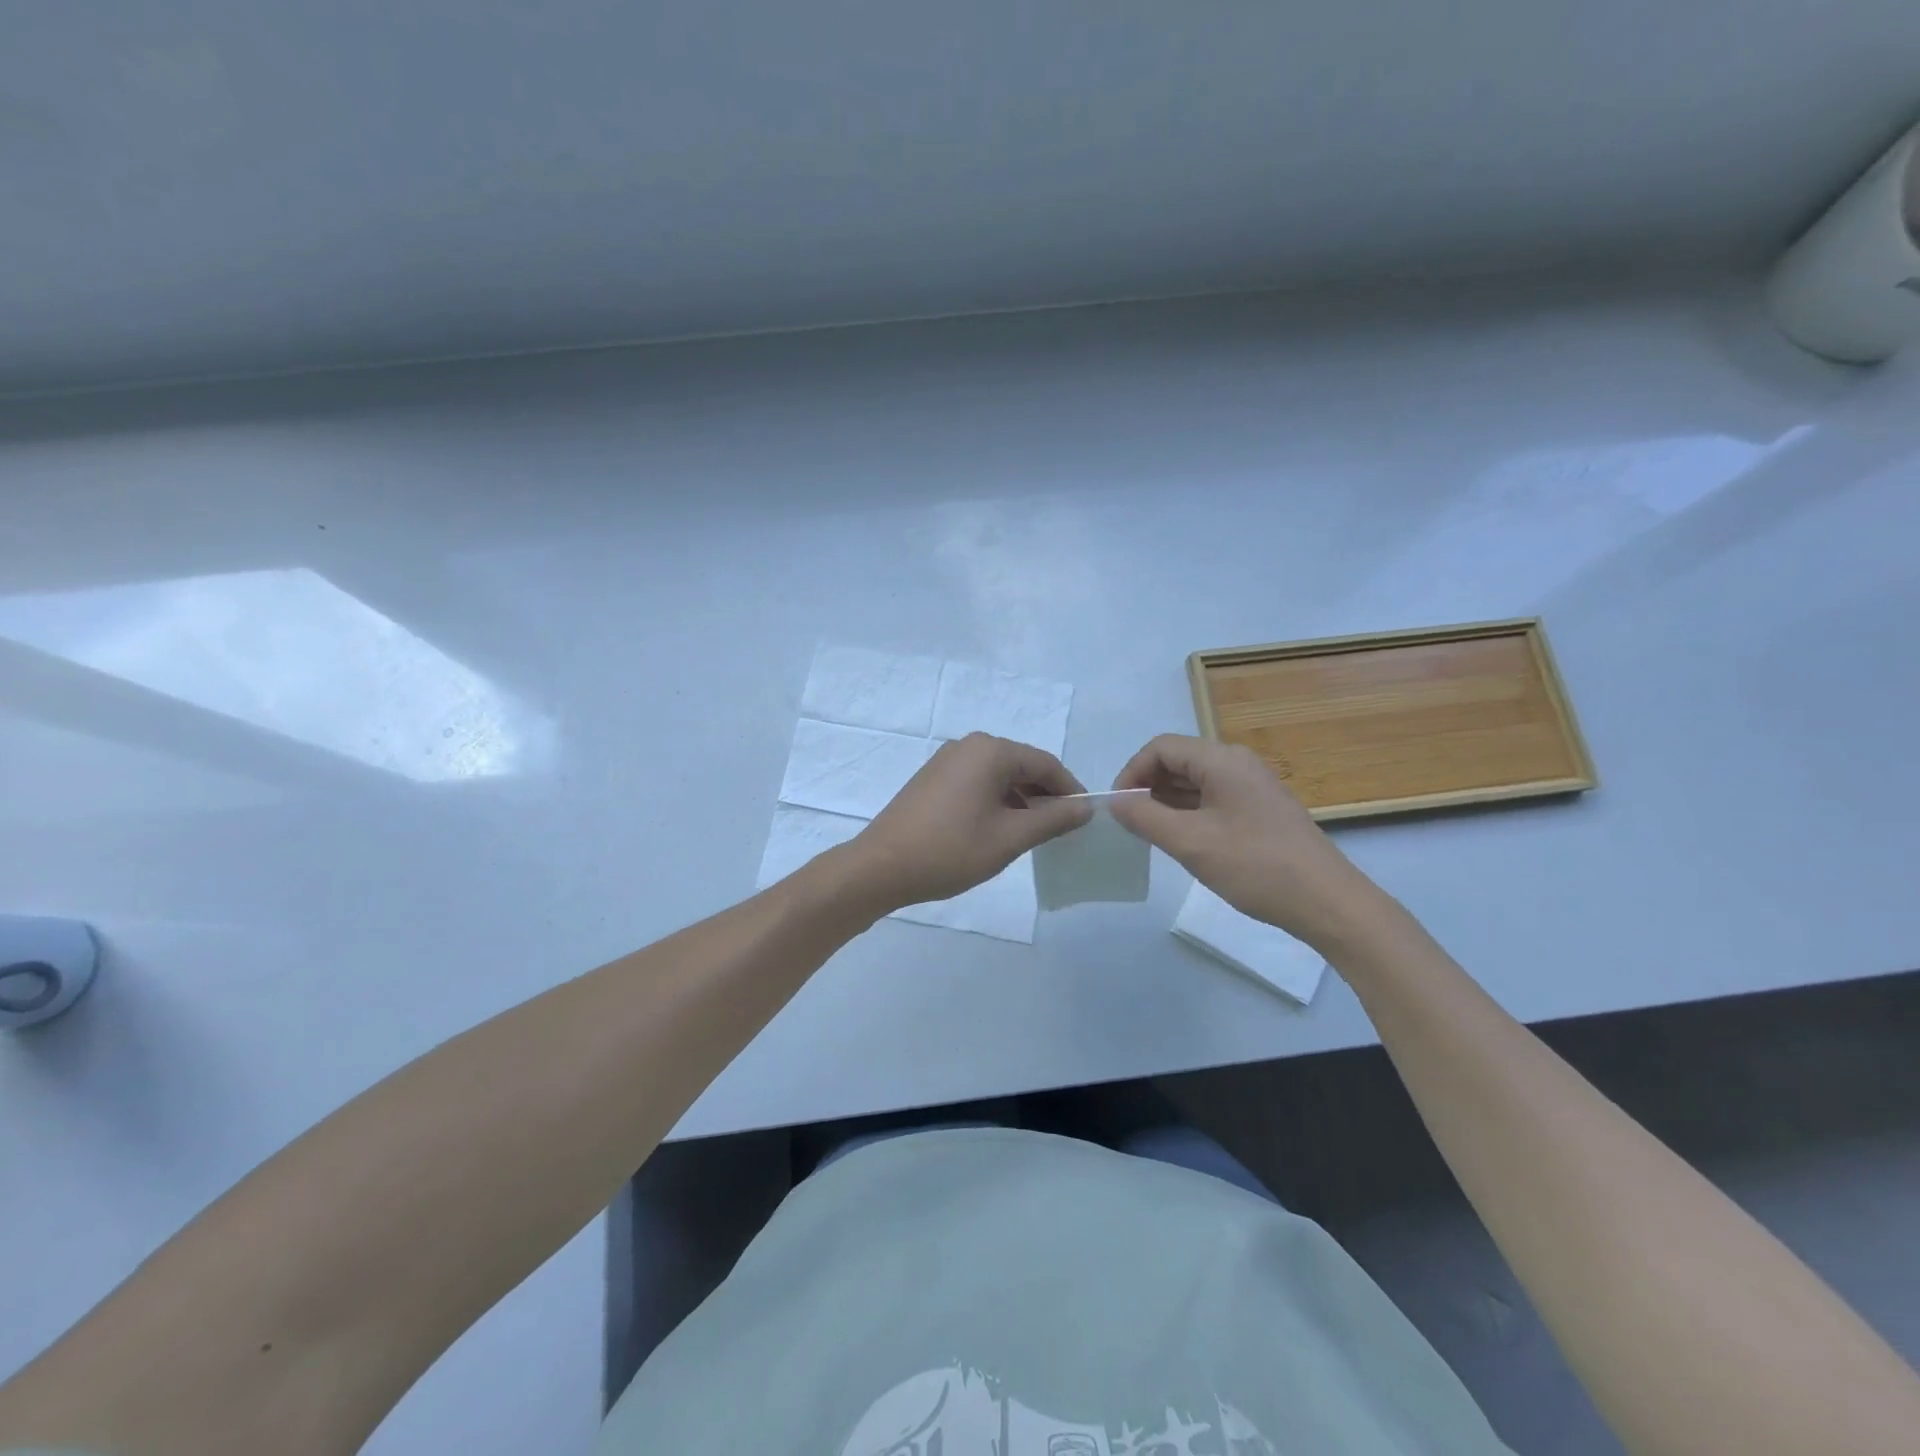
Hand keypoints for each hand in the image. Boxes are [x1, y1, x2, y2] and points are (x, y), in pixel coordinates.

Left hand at [849, 734, 1091, 911]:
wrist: (880, 867)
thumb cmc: (950, 850)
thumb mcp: (1010, 837)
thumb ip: (1052, 819)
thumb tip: (1085, 807)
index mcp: (990, 751)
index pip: (1045, 763)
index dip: (1069, 790)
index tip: (1085, 819)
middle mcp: (969, 746)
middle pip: (1022, 765)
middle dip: (1045, 795)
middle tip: (1062, 829)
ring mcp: (947, 760)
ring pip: (999, 775)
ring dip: (1021, 800)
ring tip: (1034, 834)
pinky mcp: (933, 778)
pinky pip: (977, 782)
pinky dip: (996, 801)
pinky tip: (1000, 829)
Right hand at [1109, 734, 1377, 944]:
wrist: (1327, 902)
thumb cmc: (1255, 866)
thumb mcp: (1190, 842)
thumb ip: (1145, 817)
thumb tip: (1115, 801)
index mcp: (1221, 760)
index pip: (1161, 748)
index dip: (1132, 772)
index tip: (1117, 807)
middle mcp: (1237, 763)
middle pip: (1178, 761)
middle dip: (1147, 787)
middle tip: (1130, 824)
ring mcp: (1252, 786)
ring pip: (1194, 781)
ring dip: (1167, 802)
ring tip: (1151, 835)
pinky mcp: (1260, 809)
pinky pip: (1213, 799)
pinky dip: (1189, 813)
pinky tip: (1183, 841)